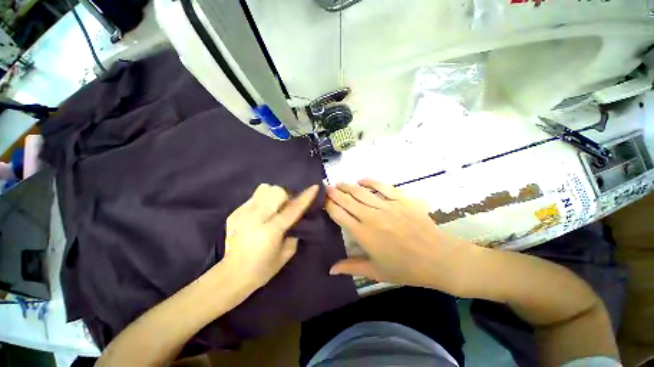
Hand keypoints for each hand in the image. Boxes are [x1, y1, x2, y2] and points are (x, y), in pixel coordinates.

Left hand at [222, 184, 318, 289]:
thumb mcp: (285, 255)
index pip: (292, 209)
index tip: (314, 187)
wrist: (231, 276)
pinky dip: (261, 202)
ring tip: (272, 207)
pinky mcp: (234, 214)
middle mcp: (257, 218)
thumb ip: (294, 235)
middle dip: (285, 196)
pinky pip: (253, 197)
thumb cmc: (262, 269)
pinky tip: (259, 215)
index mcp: (271, 231)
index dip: (305, 197)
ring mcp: (243, 214)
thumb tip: (296, 222)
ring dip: (272, 195)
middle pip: (276, 191)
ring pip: (263, 189)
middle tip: (285, 206)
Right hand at [325, 178, 475, 295]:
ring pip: (361, 192)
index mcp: (363, 234)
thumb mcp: (376, 271)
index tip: (322, 199)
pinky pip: (382, 186)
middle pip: (347, 200)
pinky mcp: (401, 200)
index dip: (329, 205)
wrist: (438, 259)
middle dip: (334, 192)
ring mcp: (387, 206)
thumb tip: (330, 269)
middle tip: (326, 186)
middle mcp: (371, 217)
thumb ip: (351, 267)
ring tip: (339, 182)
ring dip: (348, 186)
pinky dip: (371, 181)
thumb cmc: (405, 268)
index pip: (339, 214)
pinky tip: (362, 179)